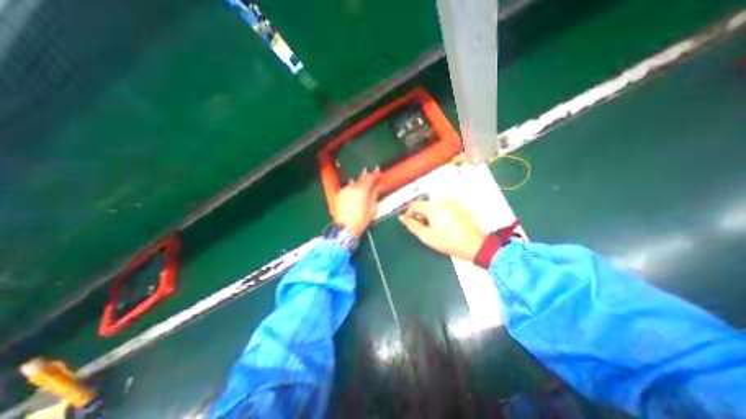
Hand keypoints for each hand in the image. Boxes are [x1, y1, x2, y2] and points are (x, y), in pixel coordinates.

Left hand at [339, 167, 384, 239]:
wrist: (345, 227)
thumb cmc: (362, 219)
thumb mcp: (372, 207)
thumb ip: (375, 193)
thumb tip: (380, 184)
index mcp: (361, 190)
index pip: (369, 178)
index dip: (374, 173)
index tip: (378, 169)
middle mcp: (352, 187)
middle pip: (361, 178)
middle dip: (367, 175)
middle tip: (373, 171)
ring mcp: (344, 190)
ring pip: (354, 182)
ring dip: (360, 180)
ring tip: (364, 177)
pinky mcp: (339, 195)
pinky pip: (348, 187)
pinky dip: (353, 185)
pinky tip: (354, 185)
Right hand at [399, 200, 487, 261]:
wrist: (475, 244)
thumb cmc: (448, 241)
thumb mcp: (426, 236)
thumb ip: (412, 225)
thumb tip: (401, 217)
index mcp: (433, 206)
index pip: (414, 205)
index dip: (408, 214)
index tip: (408, 224)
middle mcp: (442, 201)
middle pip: (424, 205)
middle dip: (419, 216)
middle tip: (421, 229)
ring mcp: (451, 203)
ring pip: (433, 207)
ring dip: (428, 216)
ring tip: (432, 229)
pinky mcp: (458, 207)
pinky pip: (442, 208)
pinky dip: (437, 215)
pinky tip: (442, 226)